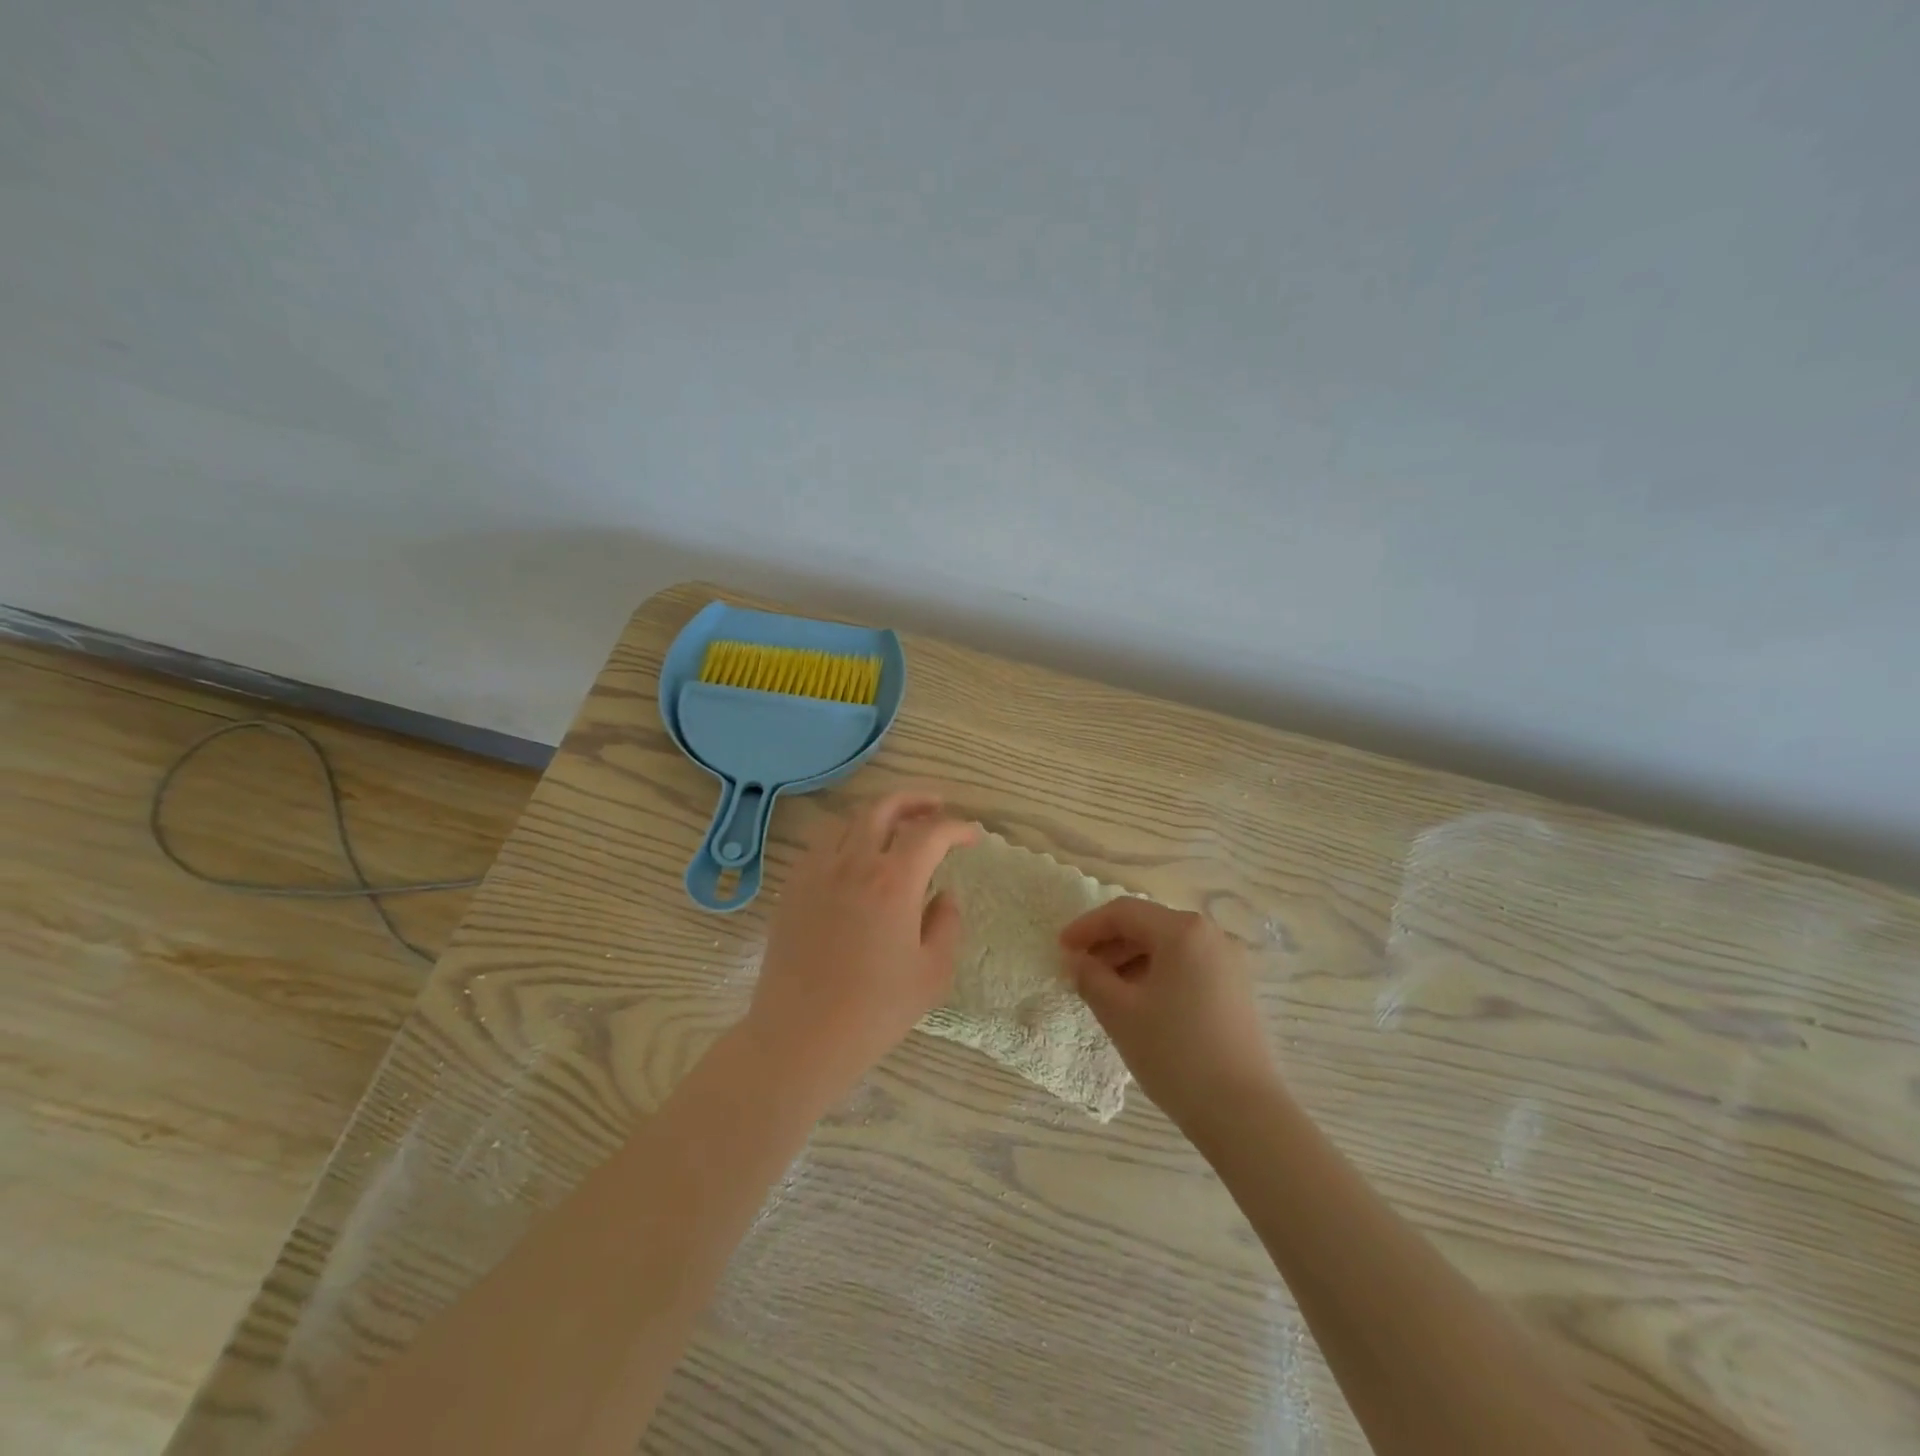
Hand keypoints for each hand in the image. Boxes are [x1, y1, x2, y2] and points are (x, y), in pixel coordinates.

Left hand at [747, 793, 979, 1110]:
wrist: (801, 1036)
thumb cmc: (875, 1010)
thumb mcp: (932, 973)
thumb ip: (947, 924)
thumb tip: (944, 895)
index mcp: (894, 881)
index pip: (930, 832)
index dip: (956, 827)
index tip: (972, 834)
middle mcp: (854, 863)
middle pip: (884, 807)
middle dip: (915, 800)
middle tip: (936, 806)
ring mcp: (817, 871)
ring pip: (849, 820)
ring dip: (878, 814)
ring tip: (895, 829)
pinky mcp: (793, 887)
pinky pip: (821, 844)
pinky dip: (846, 836)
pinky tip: (855, 858)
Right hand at [1060, 899, 1278, 1134]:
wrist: (1243, 1113)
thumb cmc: (1174, 1053)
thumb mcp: (1119, 1012)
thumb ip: (1090, 976)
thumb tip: (1076, 960)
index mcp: (1183, 930)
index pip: (1124, 913)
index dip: (1087, 927)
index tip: (1061, 949)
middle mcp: (1211, 935)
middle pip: (1148, 926)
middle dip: (1109, 944)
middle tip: (1079, 970)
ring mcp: (1229, 962)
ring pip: (1167, 947)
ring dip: (1131, 960)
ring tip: (1103, 989)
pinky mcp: (1236, 989)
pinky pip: (1187, 966)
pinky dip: (1156, 974)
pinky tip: (1138, 1002)